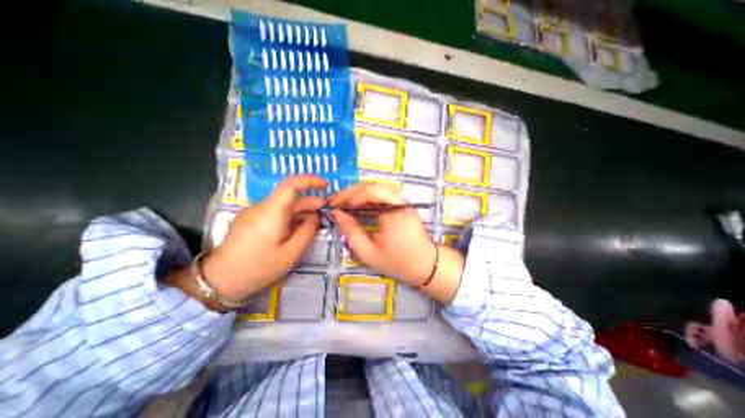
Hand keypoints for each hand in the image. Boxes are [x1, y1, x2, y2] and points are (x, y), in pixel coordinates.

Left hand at [201, 176, 325, 303]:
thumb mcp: (290, 254)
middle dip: (311, 202)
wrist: (219, 281)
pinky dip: (291, 217)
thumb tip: (316, 218)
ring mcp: (255, 213)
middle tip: (327, 212)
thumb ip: (307, 232)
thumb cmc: (257, 268)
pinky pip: (276, 213)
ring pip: (284, 205)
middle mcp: (262, 207)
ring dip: (302, 211)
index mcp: (271, 212)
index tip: (326, 186)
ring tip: (317, 221)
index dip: (310, 181)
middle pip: (290, 196)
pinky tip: (299, 228)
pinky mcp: (252, 220)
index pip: (291, 184)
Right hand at [329, 185, 463, 301]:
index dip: (350, 195)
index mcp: (395, 213)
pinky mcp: (401, 204)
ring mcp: (402, 202)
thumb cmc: (398, 262)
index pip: (371, 191)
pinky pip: (381, 194)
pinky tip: (356, 205)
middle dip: (351, 192)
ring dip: (358, 193)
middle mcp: (400, 202)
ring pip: (376, 188)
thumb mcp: (369, 253)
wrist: (425, 265)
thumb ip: (351, 232)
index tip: (335, 205)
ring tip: (342, 202)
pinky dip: (366, 197)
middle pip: (372, 186)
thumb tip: (336, 213)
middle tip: (334, 202)